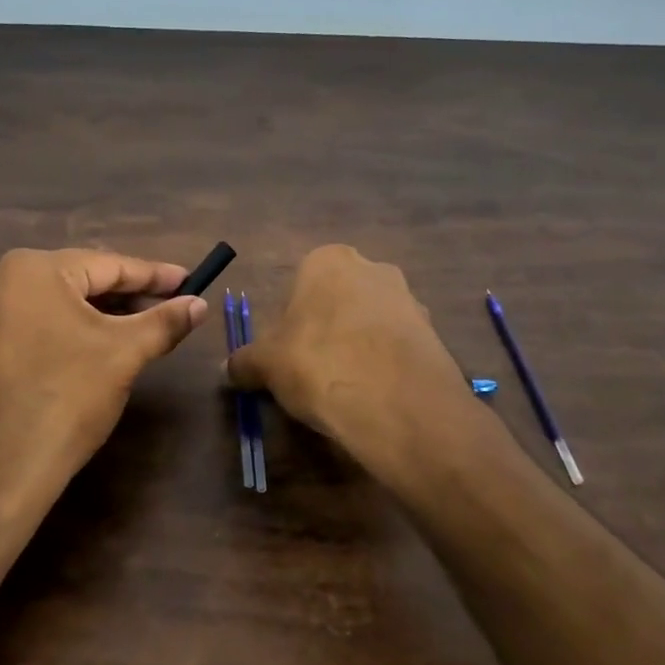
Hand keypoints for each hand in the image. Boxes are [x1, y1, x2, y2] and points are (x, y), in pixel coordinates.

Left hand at [0, 248, 209, 494]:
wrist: (3, 467)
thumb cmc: (68, 396)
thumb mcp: (124, 353)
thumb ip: (165, 321)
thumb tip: (200, 304)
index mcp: (33, 269)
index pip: (108, 264)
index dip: (154, 275)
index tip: (190, 281)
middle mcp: (0, 279)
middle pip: (81, 280)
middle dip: (128, 295)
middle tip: (171, 306)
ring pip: (58, 303)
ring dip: (102, 314)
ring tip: (142, 327)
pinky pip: (36, 324)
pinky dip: (71, 330)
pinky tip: (99, 345)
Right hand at [223, 245, 468, 478]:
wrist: (397, 403)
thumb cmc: (318, 364)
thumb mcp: (265, 365)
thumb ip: (244, 362)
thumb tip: (229, 368)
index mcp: (328, 261)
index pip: (299, 284)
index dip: (289, 322)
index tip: (286, 355)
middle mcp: (373, 268)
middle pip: (338, 300)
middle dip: (326, 330)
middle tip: (313, 370)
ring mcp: (410, 299)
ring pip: (370, 322)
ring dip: (358, 347)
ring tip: (346, 388)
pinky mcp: (434, 334)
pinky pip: (397, 347)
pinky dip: (385, 366)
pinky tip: (375, 396)